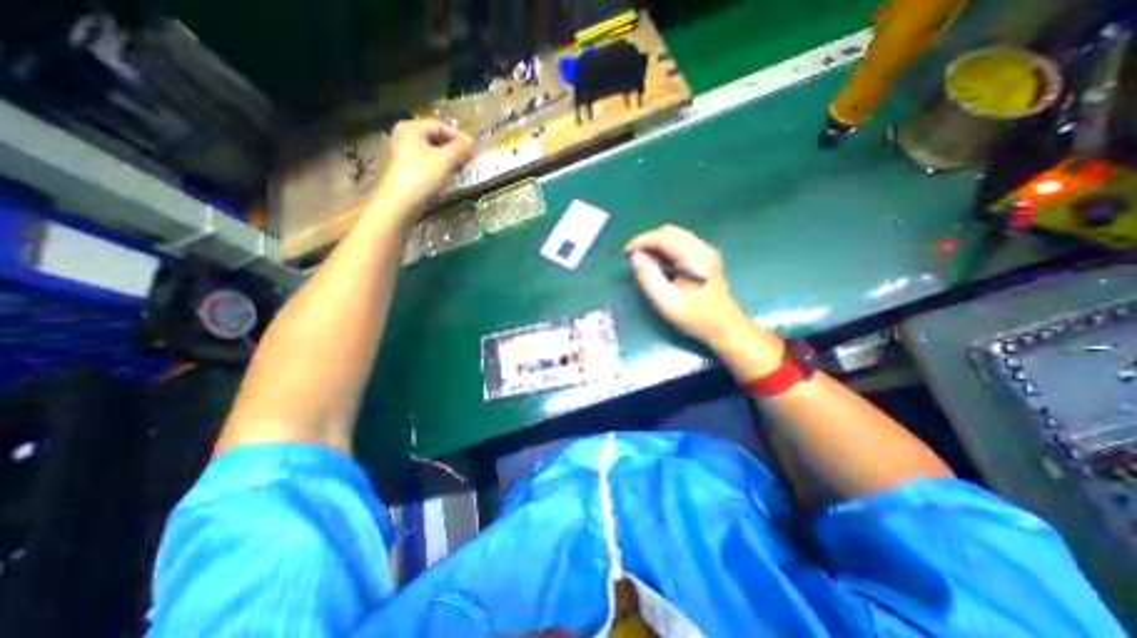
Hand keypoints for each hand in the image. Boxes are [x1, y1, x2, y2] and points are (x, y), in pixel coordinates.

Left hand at [374, 117, 469, 217]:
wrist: (399, 202)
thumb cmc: (422, 176)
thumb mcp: (445, 160)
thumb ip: (459, 148)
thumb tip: (471, 142)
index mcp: (411, 127)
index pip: (439, 125)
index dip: (458, 136)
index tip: (472, 148)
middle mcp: (402, 135)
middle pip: (433, 136)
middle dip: (451, 146)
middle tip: (466, 157)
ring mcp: (400, 152)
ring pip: (428, 149)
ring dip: (445, 156)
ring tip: (458, 167)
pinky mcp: (402, 168)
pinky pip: (423, 160)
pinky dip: (436, 165)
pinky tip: (444, 175)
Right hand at [620, 228, 781, 378]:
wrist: (726, 328)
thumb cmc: (697, 318)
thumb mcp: (668, 303)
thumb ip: (649, 278)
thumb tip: (635, 257)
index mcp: (695, 256)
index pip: (663, 237)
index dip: (641, 241)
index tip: (624, 254)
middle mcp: (702, 248)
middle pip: (669, 232)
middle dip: (647, 241)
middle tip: (631, 257)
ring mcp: (705, 252)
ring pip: (674, 236)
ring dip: (655, 244)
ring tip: (641, 260)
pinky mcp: (705, 258)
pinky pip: (680, 244)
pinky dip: (664, 249)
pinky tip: (657, 263)